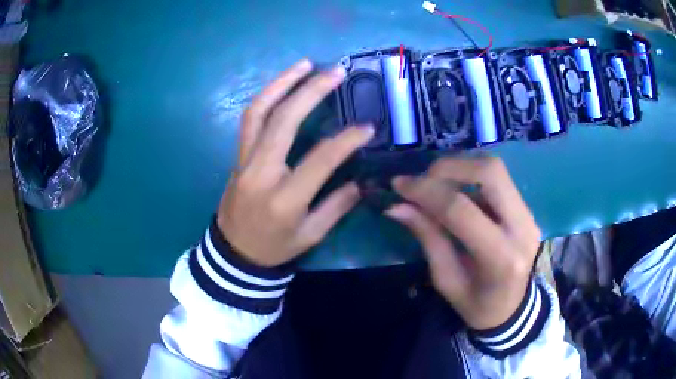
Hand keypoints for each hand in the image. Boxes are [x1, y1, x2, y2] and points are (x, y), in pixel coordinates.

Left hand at [217, 59, 373, 266]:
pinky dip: (266, 96)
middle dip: (311, 92)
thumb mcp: (311, 235)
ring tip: (305, 64)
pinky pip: (250, 119)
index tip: (367, 127)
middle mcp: (261, 172)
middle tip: (335, 72)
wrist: (234, 253)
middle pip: (283, 121)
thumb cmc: (274, 247)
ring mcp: (244, 160)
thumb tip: (361, 181)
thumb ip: (337, 206)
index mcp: (284, 199)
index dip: (346, 140)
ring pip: (259, 111)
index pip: (320, 159)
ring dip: (282, 83)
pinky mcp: (237, 155)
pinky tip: (283, 84)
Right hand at [385, 157, 540, 329]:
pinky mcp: (526, 209)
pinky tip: (455, 191)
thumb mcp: (446, 280)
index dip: (426, 192)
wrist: (513, 309)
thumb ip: (428, 238)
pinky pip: (498, 180)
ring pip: (495, 169)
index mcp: (501, 258)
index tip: (399, 185)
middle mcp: (522, 228)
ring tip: (436, 183)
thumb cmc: (477, 305)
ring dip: (460, 168)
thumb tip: (397, 206)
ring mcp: (529, 215)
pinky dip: (471, 177)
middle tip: (423, 179)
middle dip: (449, 167)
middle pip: (490, 172)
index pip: (462, 210)